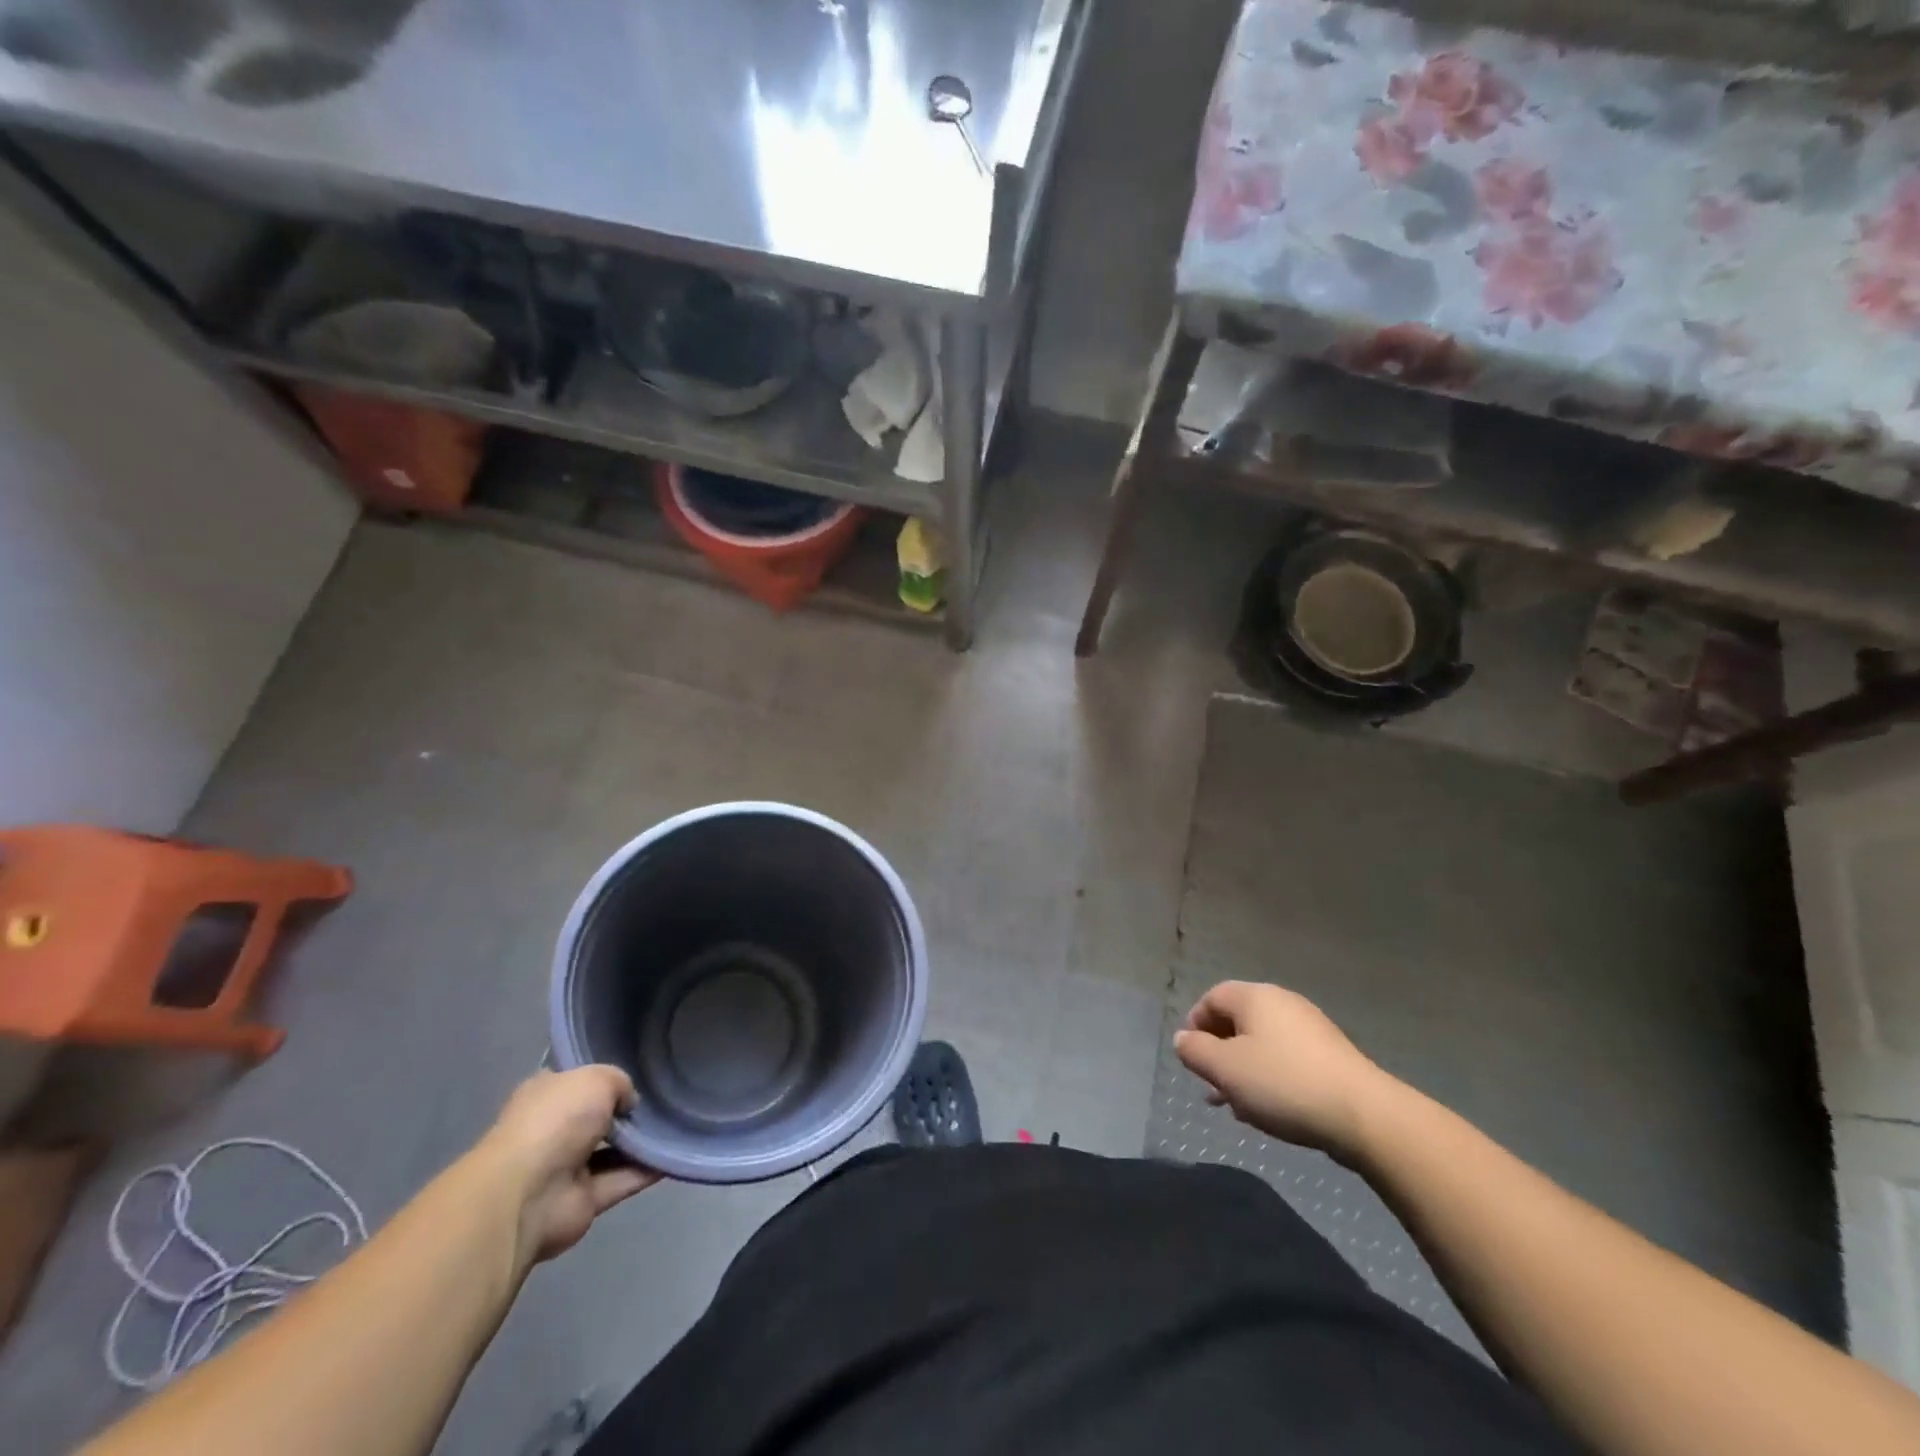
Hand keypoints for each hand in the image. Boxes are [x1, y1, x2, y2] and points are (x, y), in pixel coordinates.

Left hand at [476, 1067, 659, 1266]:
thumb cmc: (556, 1121)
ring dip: (641, 1142)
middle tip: (665, 1098)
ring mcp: (567, 1168)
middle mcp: (554, 1130)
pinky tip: (675, 1156)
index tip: (638, 1072)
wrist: (529, 1194)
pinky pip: (623, 1180)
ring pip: (613, 1150)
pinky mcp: (584, 1201)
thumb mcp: (596, 1078)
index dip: (605, 1078)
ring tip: (678, 1124)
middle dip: (627, 1112)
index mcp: (546, 1096)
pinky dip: (648, 1170)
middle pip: (597, 1117)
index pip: (577, 1082)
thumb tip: (629, 1104)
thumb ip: (620, 1083)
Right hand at [1174, 982, 1397, 1160]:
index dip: (1195, 1025)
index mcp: (1255, 997)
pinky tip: (1270, 1110)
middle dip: (1219, 1053)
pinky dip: (1271, 1078)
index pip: (1212, 998)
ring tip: (1237, 1106)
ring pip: (1263, 1044)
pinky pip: (1288, 1059)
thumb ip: (1195, 1051)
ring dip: (1244, 1070)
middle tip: (1211, 1086)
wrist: (1364, 1116)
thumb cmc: (1283, 1084)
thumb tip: (1183, 1039)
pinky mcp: (1332, 1056)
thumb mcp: (1225, 1070)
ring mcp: (1311, 1029)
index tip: (1191, 1059)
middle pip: (1238, 1020)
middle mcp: (1283, 1003)